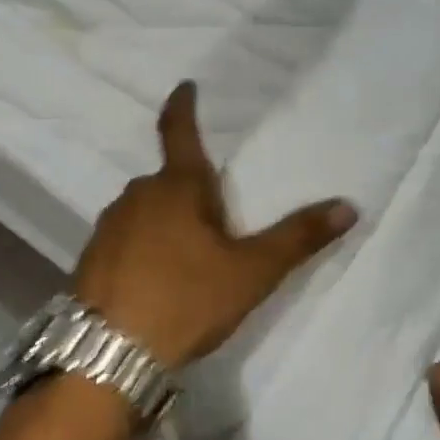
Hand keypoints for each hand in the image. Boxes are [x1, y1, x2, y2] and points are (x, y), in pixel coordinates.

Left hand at [74, 81, 357, 368]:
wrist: (108, 354)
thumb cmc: (185, 300)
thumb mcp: (250, 272)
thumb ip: (297, 238)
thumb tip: (348, 206)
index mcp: (176, 188)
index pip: (179, 132)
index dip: (184, 106)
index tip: (186, 86)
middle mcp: (137, 196)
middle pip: (169, 181)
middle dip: (191, 191)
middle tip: (217, 221)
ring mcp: (108, 227)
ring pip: (146, 211)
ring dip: (167, 222)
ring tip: (189, 260)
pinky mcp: (91, 259)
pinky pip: (126, 239)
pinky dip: (144, 248)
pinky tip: (156, 281)